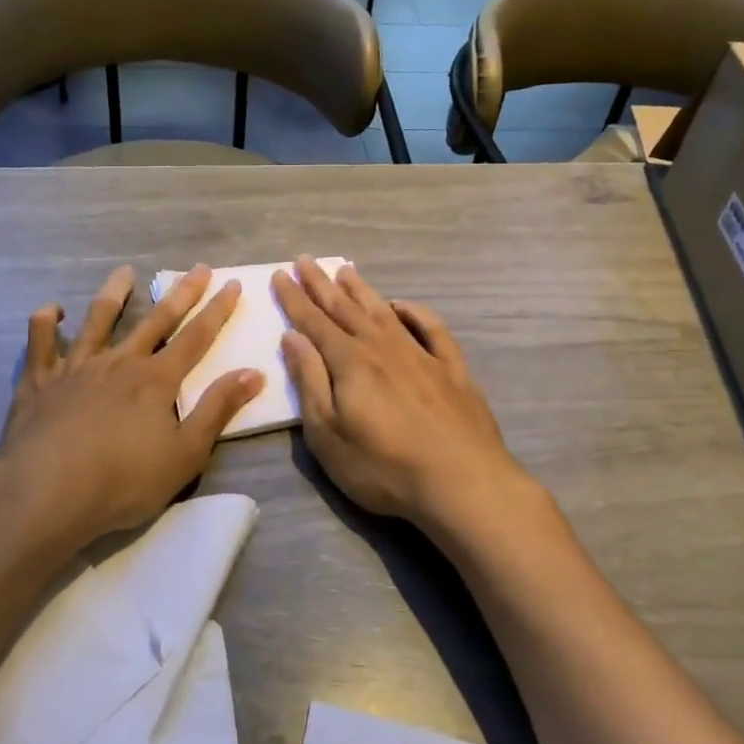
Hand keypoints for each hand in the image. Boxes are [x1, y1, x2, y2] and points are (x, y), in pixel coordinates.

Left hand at [0, 264, 262, 556]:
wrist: (47, 491)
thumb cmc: (123, 480)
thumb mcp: (186, 454)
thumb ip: (218, 410)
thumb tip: (253, 372)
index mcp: (157, 380)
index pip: (196, 338)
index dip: (217, 311)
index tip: (231, 284)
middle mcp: (120, 362)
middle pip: (156, 320)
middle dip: (181, 293)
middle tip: (198, 268)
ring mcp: (77, 366)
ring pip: (98, 319)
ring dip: (114, 293)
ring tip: (125, 272)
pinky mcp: (40, 380)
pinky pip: (40, 341)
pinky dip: (45, 321)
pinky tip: (52, 310)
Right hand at [272, 258, 545, 542]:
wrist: (462, 484)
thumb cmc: (383, 466)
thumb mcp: (328, 433)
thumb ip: (310, 381)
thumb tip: (293, 337)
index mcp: (350, 362)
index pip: (314, 322)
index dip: (295, 299)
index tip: (281, 274)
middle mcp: (383, 348)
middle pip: (345, 309)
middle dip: (321, 285)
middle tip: (305, 260)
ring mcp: (421, 356)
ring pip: (384, 312)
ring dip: (362, 290)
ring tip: (345, 270)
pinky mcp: (452, 370)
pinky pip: (431, 329)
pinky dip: (415, 312)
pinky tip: (403, 305)